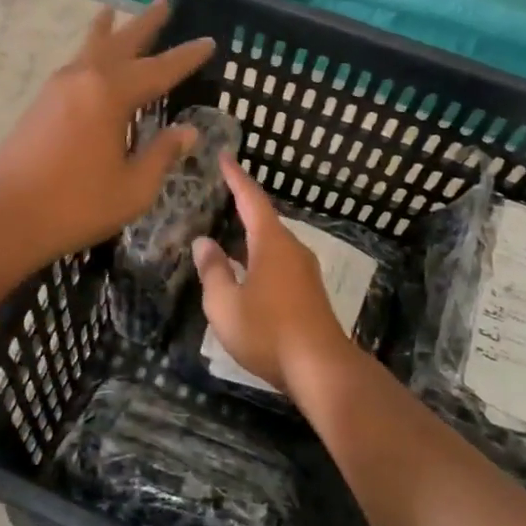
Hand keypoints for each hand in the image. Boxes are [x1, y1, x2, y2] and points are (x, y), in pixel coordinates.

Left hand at [0, 0, 214, 270]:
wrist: (4, 215)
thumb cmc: (76, 204)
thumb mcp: (133, 187)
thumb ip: (161, 154)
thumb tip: (187, 131)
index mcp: (110, 95)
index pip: (159, 70)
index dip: (187, 57)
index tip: (209, 42)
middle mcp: (84, 79)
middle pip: (121, 43)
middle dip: (145, 25)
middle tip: (163, 4)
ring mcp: (58, 87)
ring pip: (90, 47)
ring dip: (108, 30)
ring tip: (112, 10)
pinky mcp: (41, 102)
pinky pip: (74, 63)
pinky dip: (88, 50)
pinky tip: (89, 58)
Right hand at [191, 155, 353, 395]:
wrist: (321, 369)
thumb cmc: (268, 331)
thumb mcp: (225, 304)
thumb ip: (212, 270)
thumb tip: (204, 243)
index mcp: (272, 243)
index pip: (251, 199)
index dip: (236, 177)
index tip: (225, 156)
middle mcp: (292, 249)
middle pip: (264, 220)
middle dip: (242, 206)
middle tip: (220, 195)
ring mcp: (304, 271)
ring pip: (272, 244)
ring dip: (249, 237)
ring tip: (226, 236)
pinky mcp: (309, 293)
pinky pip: (278, 263)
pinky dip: (258, 258)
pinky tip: (246, 273)